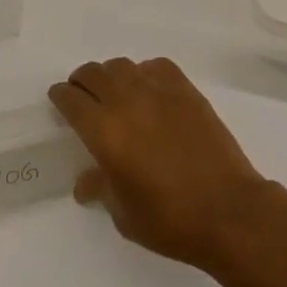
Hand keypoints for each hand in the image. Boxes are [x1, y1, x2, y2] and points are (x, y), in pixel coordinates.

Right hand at [49, 58, 273, 272]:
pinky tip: (148, 90)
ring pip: (123, 66)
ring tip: (113, 92)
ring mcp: (158, 90)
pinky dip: (144, 72)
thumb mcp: (124, 214)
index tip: (58, 100)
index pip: (72, 100)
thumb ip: (101, 188)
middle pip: (93, 74)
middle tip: (81, 95)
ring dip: (110, 76)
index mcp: (105, 132)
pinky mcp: (185, 88)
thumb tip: (85, 181)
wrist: (228, 209)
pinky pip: (155, 66)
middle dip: (81, 82)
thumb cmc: (170, 220)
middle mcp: (127, 101)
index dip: (61, 97)